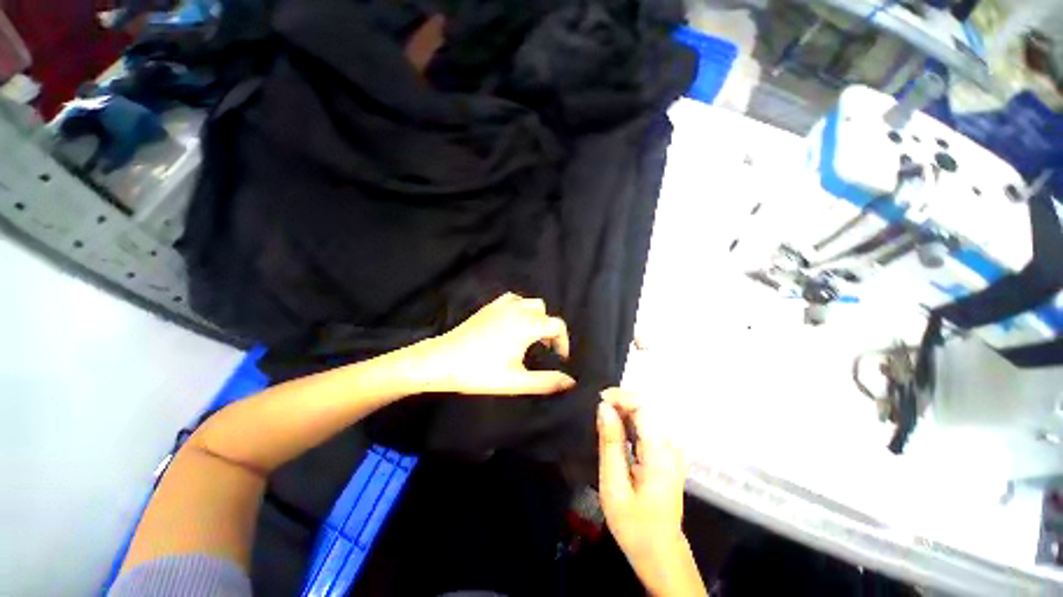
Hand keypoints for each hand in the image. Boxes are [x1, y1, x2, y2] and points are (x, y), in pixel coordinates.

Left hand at [421, 293, 575, 395]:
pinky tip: (514, 323)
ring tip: (530, 336)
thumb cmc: (480, 372)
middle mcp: (517, 310)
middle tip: (544, 350)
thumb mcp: (516, 382)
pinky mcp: (490, 306)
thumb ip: (546, 382)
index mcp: (526, 326)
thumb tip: (570, 382)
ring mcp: (502, 306)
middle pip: (545, 313)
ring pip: (530, 303)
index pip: (557, 325)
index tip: (559, 357)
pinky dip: (521, 308)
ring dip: (536, 318)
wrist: (443, 360)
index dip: (563, 341)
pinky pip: (514, 300)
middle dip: (549, 330)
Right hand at [598, 389, 702, 595]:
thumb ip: (610, 444)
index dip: (621, 397)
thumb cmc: (634, 524)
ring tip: (606, 416)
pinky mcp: (669, 452)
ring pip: (650, 411)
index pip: (645, 406)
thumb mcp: (614, 486)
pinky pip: (651, 423)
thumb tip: (604, 407)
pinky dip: (632, 418)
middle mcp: (671, 445)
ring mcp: (673, 448)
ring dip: (626, 408)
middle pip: (649, 405)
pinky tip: (619, 427)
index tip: (599, 400)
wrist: (660, 552)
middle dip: (622, 400)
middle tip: (600, 409)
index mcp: (660, 454)